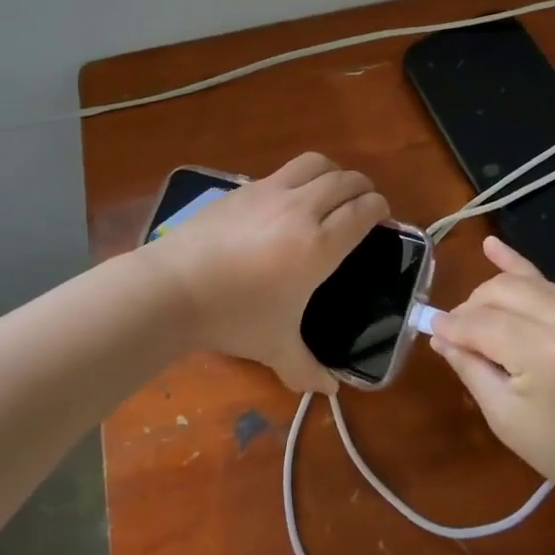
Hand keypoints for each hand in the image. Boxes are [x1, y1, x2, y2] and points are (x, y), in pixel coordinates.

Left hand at [143, 154, 388, 393]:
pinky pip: (283, 171)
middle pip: (345, 181)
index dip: (378, 209)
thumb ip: (306, 368)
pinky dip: (299, 177)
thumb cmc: (233, 318)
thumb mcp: (274, 347)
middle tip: (362, 204)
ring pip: (315, 163)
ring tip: (331, 190)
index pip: (363, 211)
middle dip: (362, 188)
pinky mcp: (243, 187)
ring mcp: (270, 192)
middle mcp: (302, 209)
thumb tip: (329, 391)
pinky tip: (288, 199)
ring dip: (333, 172)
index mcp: (319, 245)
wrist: (173, 287)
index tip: (381, 217)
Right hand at [429, 236, 554, 520]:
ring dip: (491, 295)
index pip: (481, 322)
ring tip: (474, 318)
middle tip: (456, 336)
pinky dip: (519, 268)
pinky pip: (548, 283)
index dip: (452, 326)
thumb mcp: (504, 417)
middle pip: (500, 291)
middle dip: (471, 308)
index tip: (431, 330)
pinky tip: (491, 246)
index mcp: (544, 351)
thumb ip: (470, 367)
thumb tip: (440, 334)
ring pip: (521, 282)